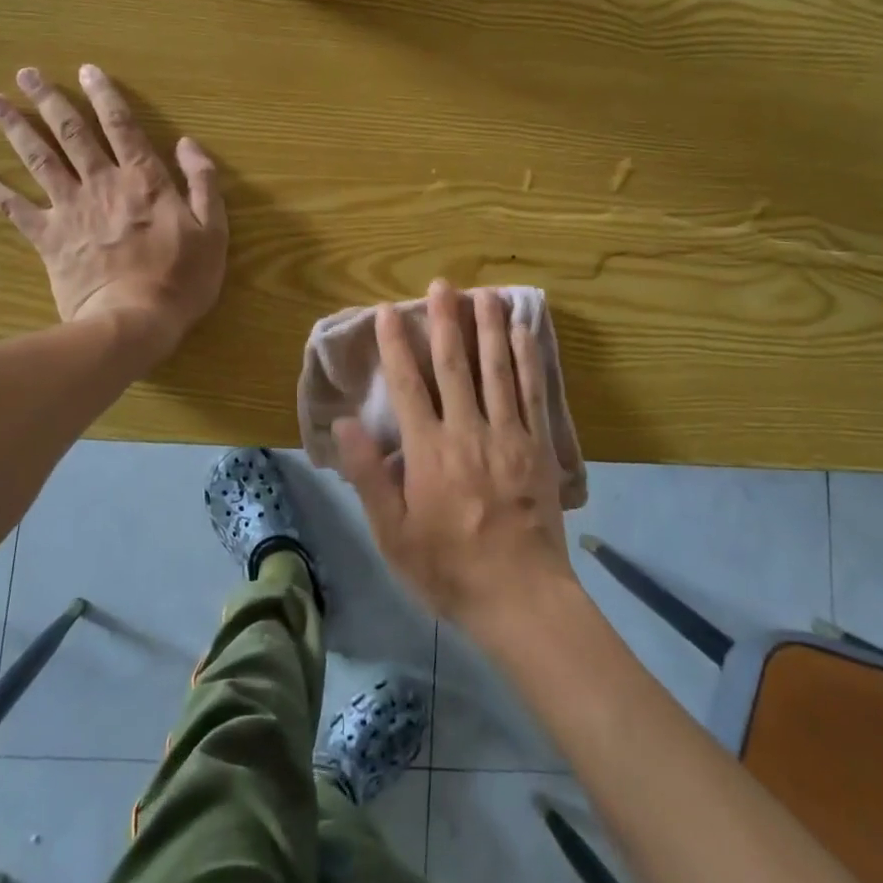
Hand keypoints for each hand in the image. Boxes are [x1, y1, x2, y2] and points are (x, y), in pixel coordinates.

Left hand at [0, 64, 226, 356]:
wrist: (133, 322)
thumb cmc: (181, 279)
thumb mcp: (214, 230)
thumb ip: (203, 182)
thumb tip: (188, 143)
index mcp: (144, 180)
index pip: (123, 127)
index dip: (106, 97)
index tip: (88, 70)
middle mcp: (102, 184)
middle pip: (73, 134)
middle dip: (51, 100)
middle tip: (27, 73)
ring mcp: (70, 209)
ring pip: (39, 159)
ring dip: (16, 127)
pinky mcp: (47, 237)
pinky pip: (11, 207)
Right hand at [335, 280, 576, 637]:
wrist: (519, 597)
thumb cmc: (448, 567)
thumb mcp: (392, 533)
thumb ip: (369, 475)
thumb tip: (344, 424)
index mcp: (429, 451)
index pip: (408, 385)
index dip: (396, 345)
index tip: (388, 312)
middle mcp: (468, 431)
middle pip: (455, 364)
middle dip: (446, 321)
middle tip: (442, 285)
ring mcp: (508, 434)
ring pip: (497, 369)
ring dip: (489, 327)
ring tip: (485, 294)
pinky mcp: (538, 445)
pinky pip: (533, 392)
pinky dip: (528, 359)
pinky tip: (524, 332)